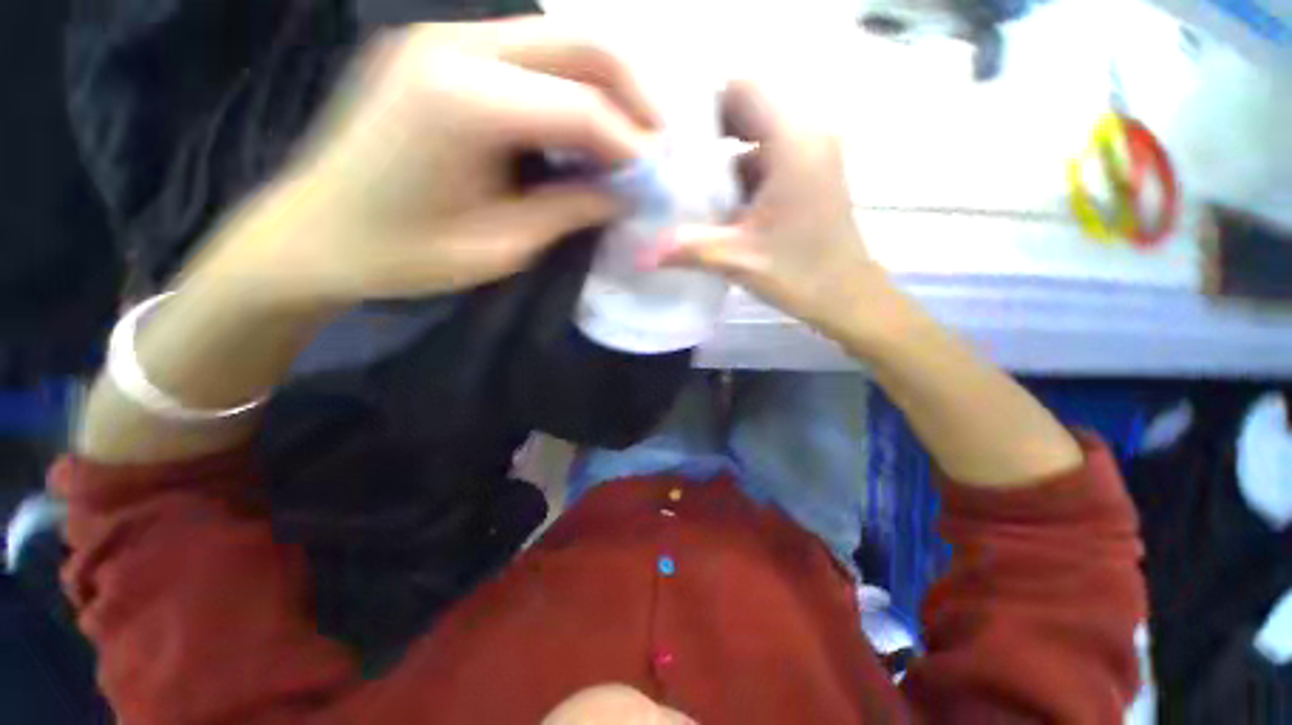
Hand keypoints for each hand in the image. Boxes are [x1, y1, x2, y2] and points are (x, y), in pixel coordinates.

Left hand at [188, 18, 658, 308]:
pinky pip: (530, 54)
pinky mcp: (439, 49)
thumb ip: (570, 210)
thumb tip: (628, 194)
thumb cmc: (404, 255)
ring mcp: (443, 38)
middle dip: (634, 94)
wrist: (316, 233)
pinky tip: (583, 128)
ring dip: (607, 86)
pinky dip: (571, 87)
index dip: (631, 146)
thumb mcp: (501, 247)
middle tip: (659, 145)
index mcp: (461, 102)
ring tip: (631, 138)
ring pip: (559, 39)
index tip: (660, 181)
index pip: (581, 107)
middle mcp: (453, 46)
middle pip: (580, 42)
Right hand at [649, 81, 882, 334]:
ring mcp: (814, 154)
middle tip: (677, 167)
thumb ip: (688, 250)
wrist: (847, 296)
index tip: (675, 140)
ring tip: (694, 190)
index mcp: (794, 143)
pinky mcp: (813, 174)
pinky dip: (744, 176)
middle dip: (711, 136)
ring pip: (758, 137)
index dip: (706, 109)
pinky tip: (723, 207)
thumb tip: (640, 255)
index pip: (744, 90)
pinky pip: (770, 158)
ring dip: (726, 161)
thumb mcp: (738, 260)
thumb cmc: (800, 274)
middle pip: (750, 110)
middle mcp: (809, 135)